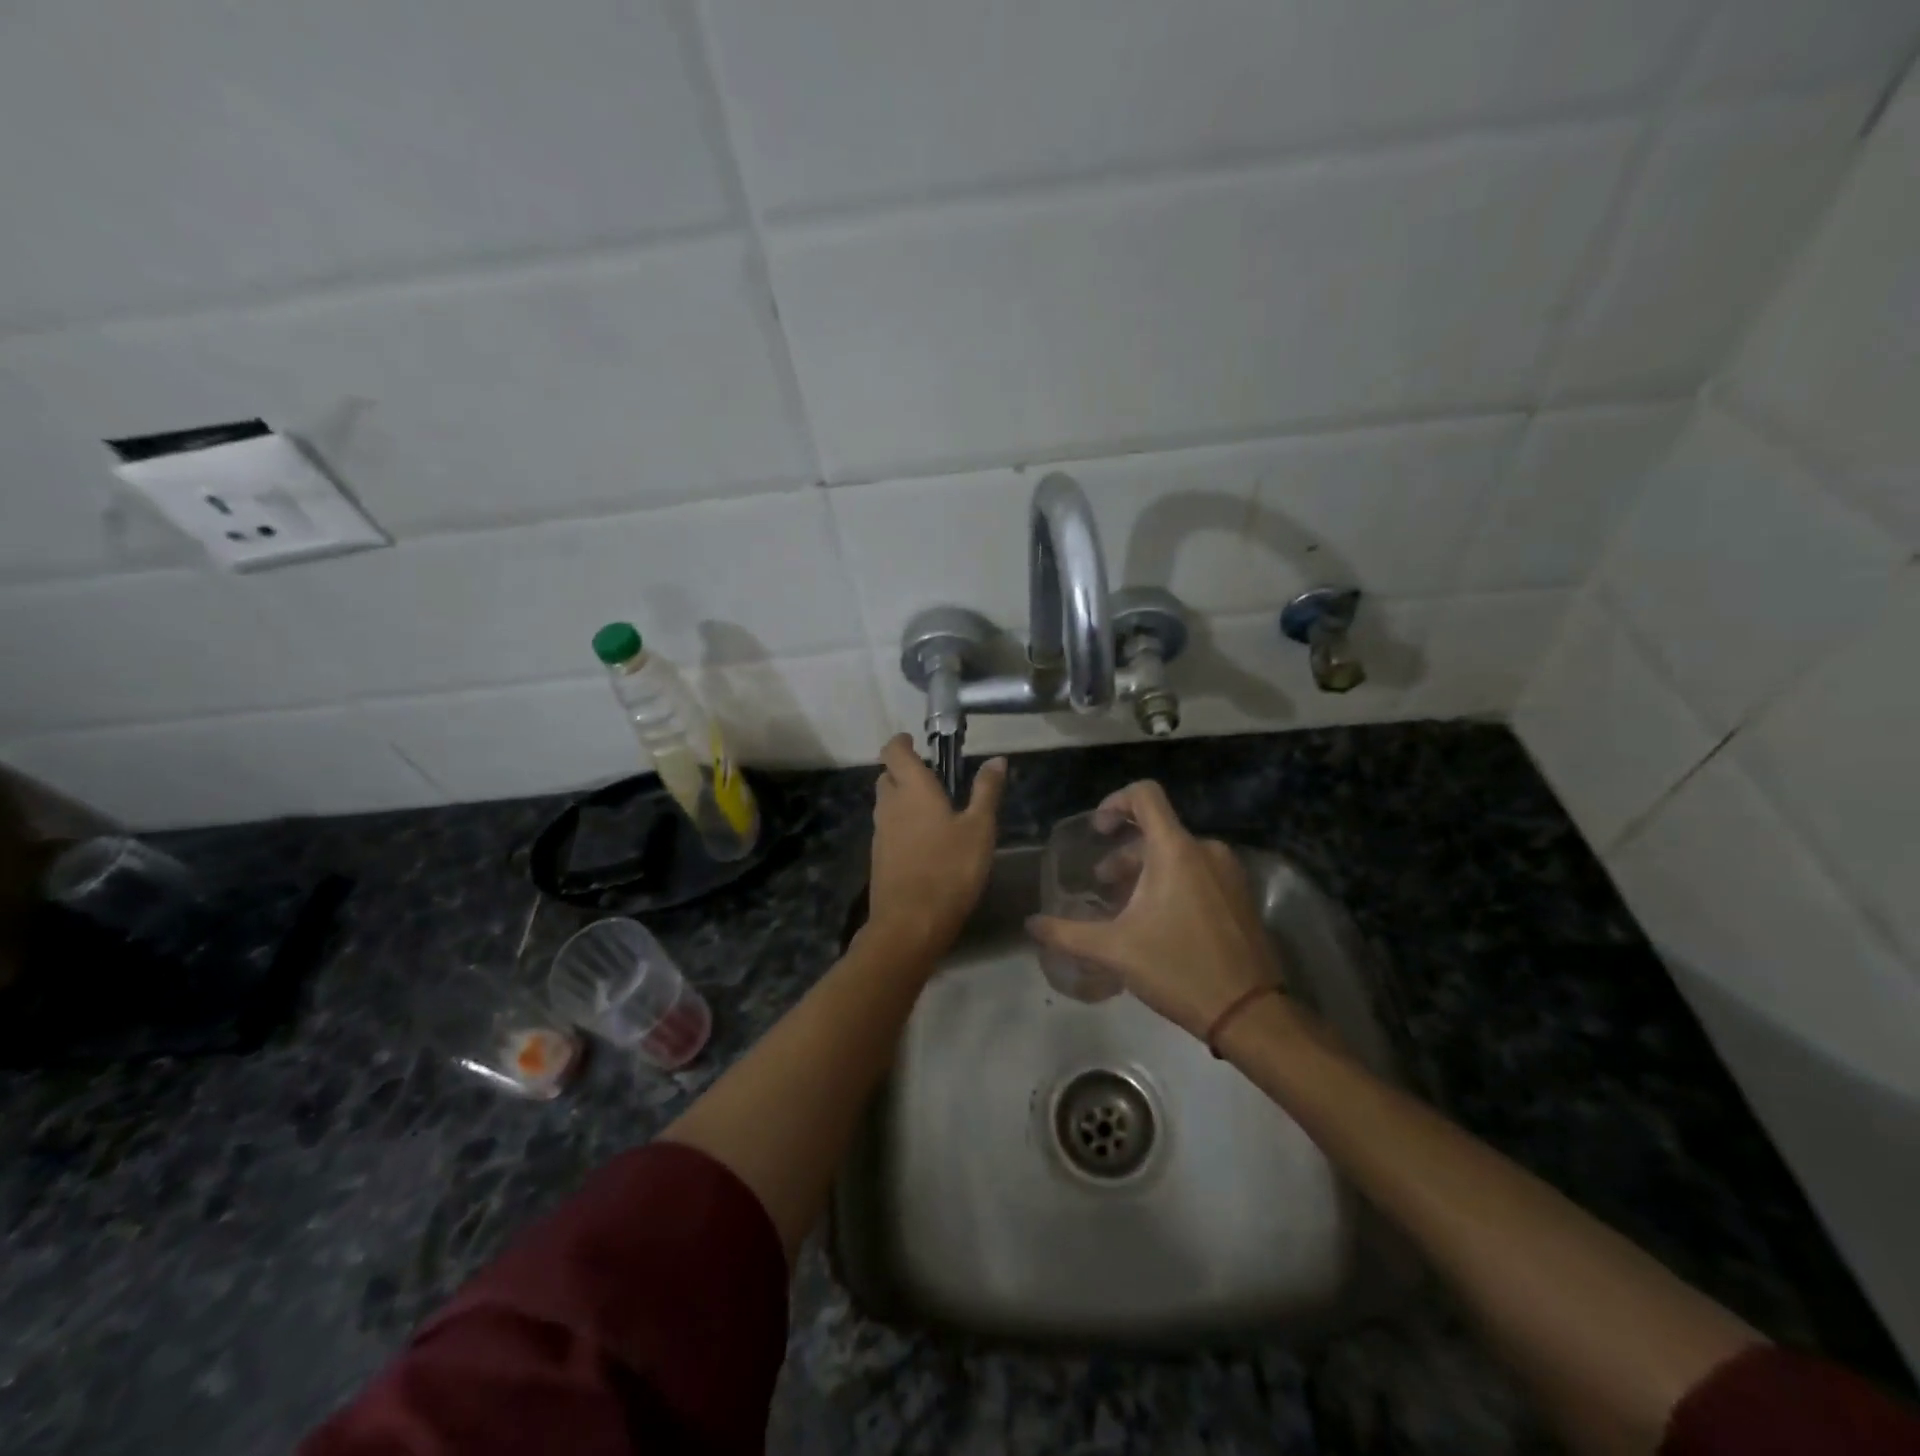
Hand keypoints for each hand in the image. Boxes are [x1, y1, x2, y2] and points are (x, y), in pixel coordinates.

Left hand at [865, 735, 1006, 961]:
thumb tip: (997, 759)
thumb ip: (986, 791)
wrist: (910, 923)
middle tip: (932, 778)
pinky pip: (887, 829)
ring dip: (902, 799)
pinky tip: (924, 842)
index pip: (894, 751)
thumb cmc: (950, 869)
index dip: (901, 742)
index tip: (915, 741)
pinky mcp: (879, 857)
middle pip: (887, 776)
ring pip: (886, 804)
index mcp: (913, 789)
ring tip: (932, 810)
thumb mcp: (979, 829)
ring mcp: (880, 833)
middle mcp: (890, 805)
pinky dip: (901, 825)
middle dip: (904, 771)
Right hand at [1027, 780, 1281, 1039]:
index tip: (1098, 831)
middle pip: (1156, 831)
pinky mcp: (1240, 895)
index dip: (1115, 802)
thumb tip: (1031, 925)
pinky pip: (1198, 872)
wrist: (1249, 1012)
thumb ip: (1067, 933)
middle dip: (1124, 853)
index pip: (1145, 795)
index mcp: (1176, 850)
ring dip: (1146, 872)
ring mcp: (1228, 872)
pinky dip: (1172, 883)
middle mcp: (1205, 850)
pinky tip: (1157, 922)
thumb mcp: (1114, 951)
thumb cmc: (1178, 969)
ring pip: (1177, 854)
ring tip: (1126, 908)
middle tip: (1102, 885)